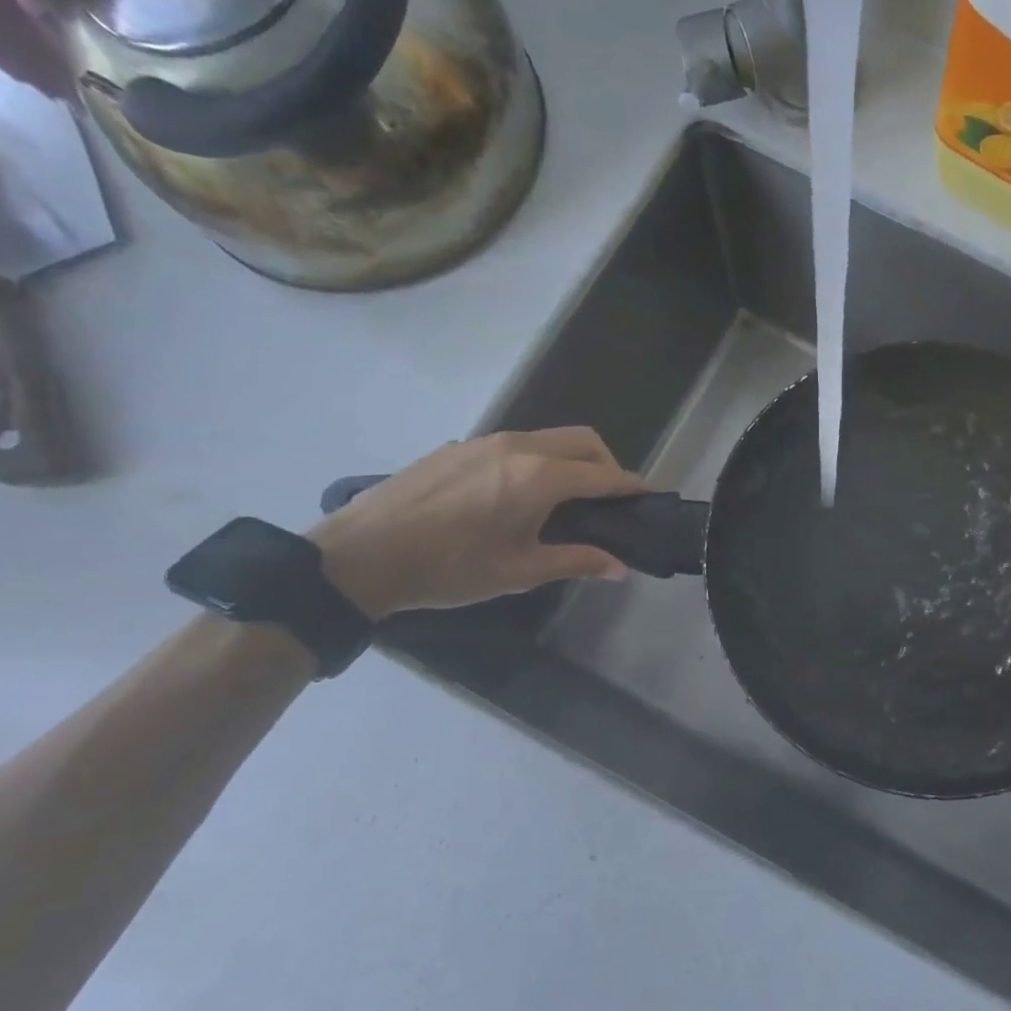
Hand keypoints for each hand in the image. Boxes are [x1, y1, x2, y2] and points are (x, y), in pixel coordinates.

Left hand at [307, 430, 646, 618]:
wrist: (361, 555)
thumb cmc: (449, 569)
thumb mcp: (519, 572)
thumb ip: (576, 561)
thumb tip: (621, 568)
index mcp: (539, 478)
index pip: (603, 474)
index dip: (631, 485)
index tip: (649, 496)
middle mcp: (518, 447)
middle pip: (582, 440)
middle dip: (607, 463)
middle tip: (610, 499)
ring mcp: (485, 441)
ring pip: (548, 438)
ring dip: (571, 460)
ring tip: (568, 499)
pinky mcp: (459, 447)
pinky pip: (516, 444)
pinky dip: (538, 461)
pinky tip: (519, 496)